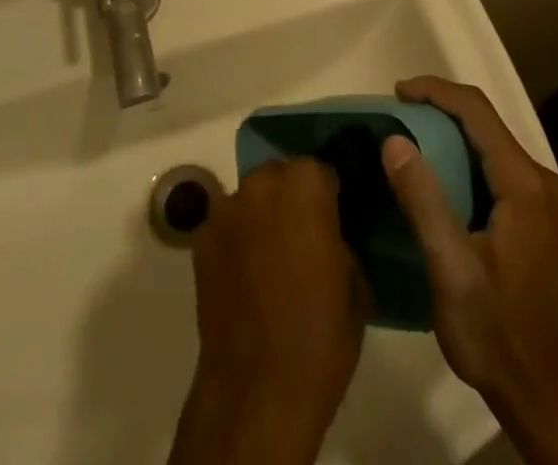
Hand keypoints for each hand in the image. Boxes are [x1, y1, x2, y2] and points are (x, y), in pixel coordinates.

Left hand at [169, 159, 366, 464]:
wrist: (258, 388)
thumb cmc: (319, 336)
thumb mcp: (355, 283)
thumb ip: (340, 238)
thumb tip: (331, 231)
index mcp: (306, 186)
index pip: (321, 169)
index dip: (328, 193)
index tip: (334, 217)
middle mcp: (262, 183)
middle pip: (281, 175)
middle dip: (292, 196)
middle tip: (303, 236)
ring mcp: (226, 208)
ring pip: (251, 197)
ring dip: (262, 214)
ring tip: (270, 255)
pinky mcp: (201, 236)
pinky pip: (227, 225)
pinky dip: (237, 239)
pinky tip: (245, 274)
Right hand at [384, 77, 557, 464]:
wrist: (546, 396)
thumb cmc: (497, 334)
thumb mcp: (452, 270)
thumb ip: (425, 201)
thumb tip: (393, 140)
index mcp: (524, 184)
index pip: (477, 111)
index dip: (435, 91)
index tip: (396, 91)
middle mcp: (540, 181)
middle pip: (485, 121)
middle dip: (439, 106)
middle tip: (396, 111)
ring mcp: (542, 200)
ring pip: (490, 141)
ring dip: (449, 129)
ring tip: (408, 133)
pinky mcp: (536, 217)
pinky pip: (495, 164)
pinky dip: (462, 154)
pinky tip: (437, 169)